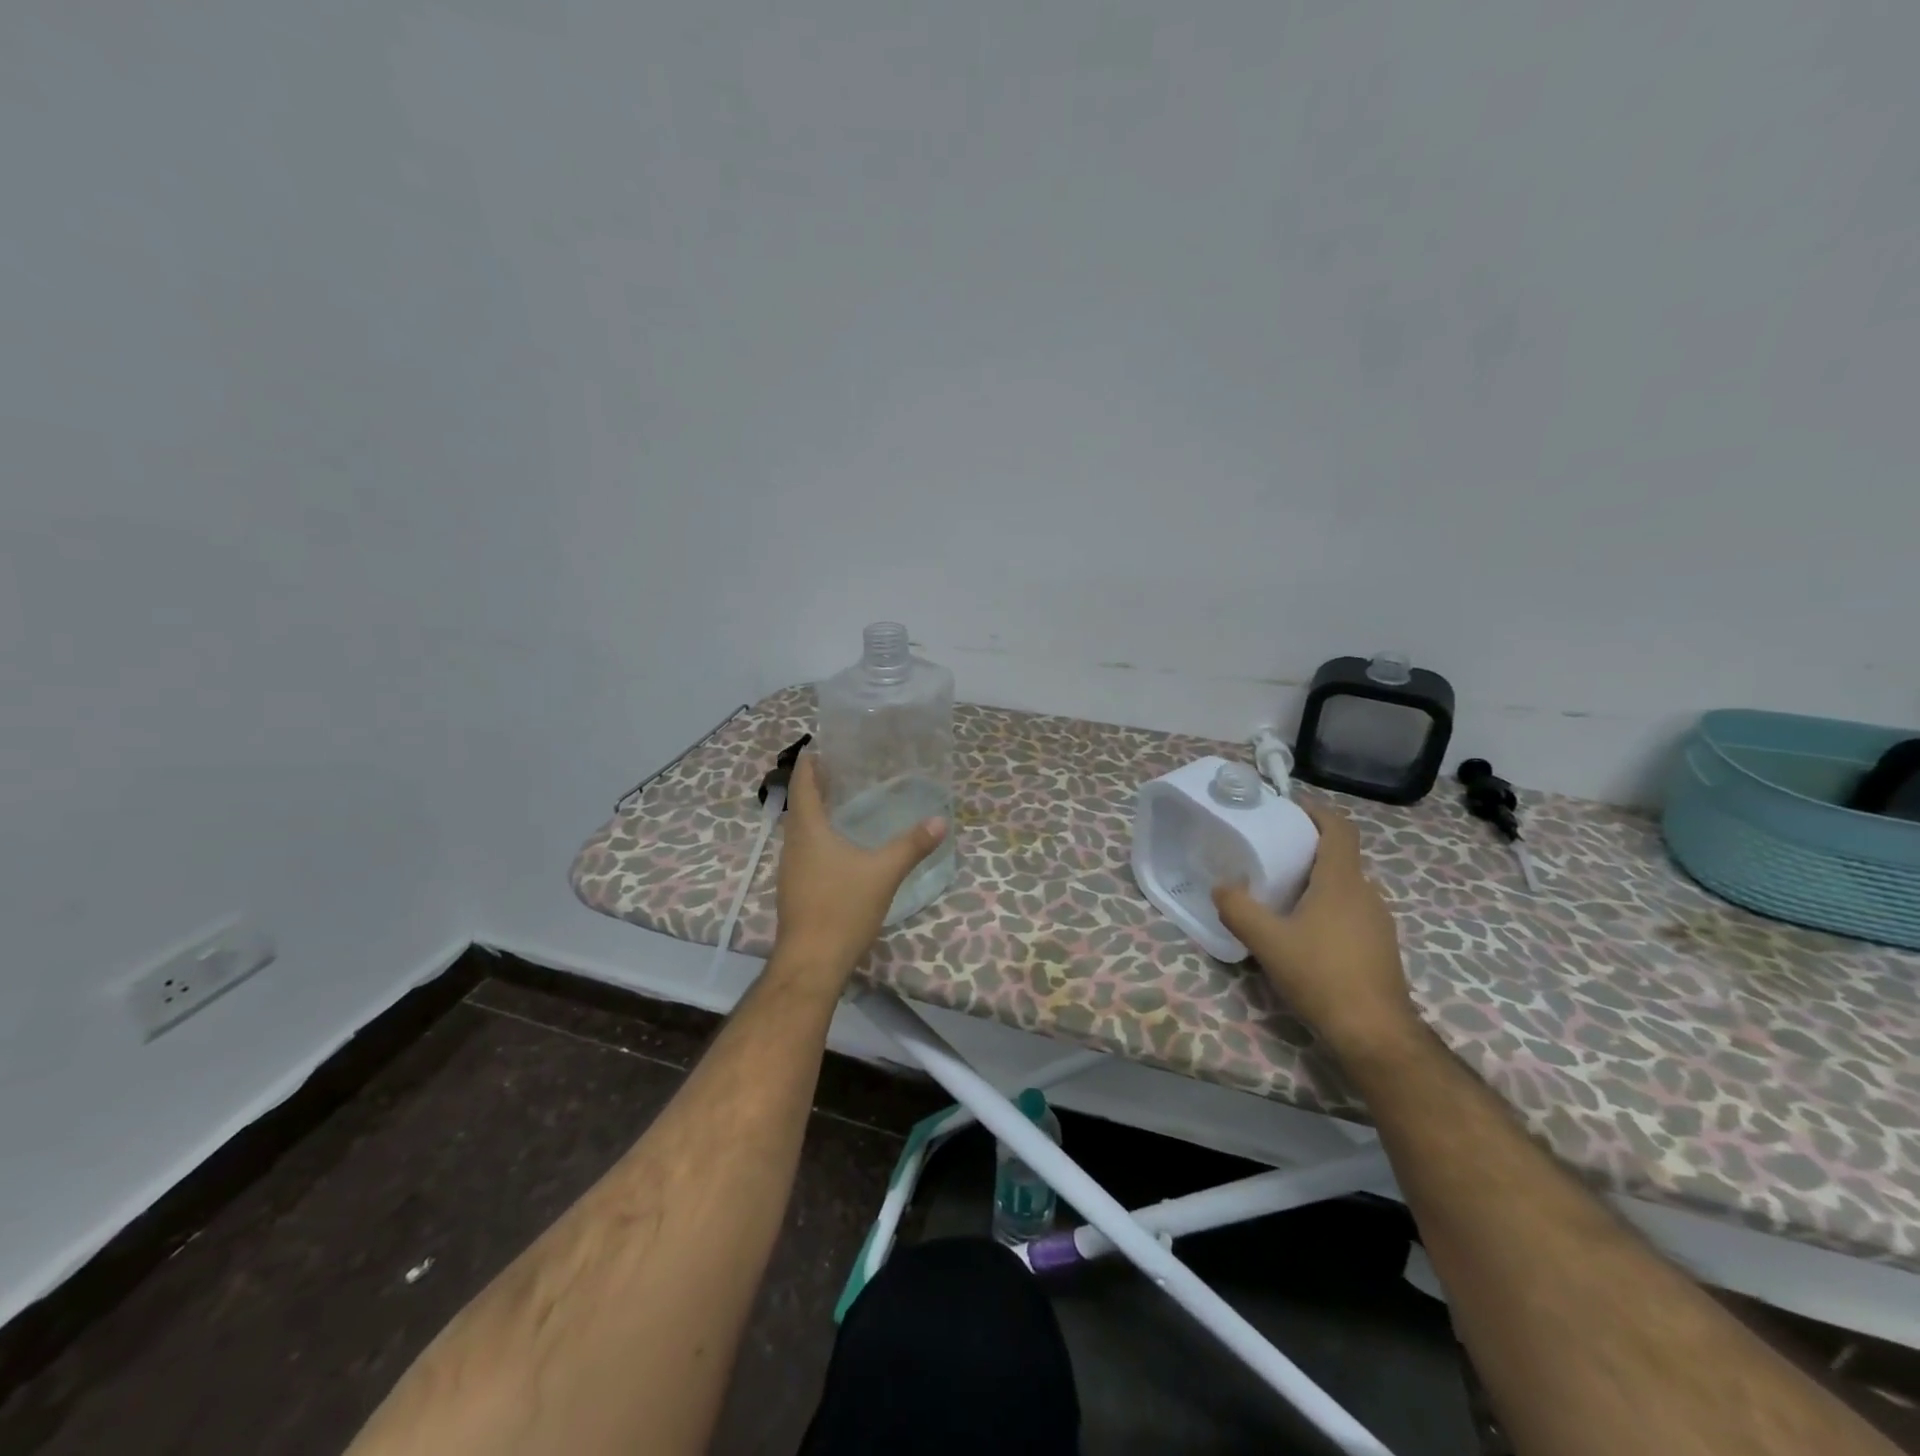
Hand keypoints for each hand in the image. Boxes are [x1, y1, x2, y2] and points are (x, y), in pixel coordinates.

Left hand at [772, 754, 947, 986]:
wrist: (811, 962)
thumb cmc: (842, 908)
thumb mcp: (883, 873)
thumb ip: (912, 845)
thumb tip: (940, 820)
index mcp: (807, 830)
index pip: (802, 784)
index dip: (809, 763)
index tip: (820, 746)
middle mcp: (792, 844)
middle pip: (799, 805)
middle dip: (816, 785)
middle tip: (843, 770)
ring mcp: (790, 869)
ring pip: (800, 830)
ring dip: (816, 812)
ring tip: (843, 802)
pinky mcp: (794, 889)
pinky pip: (804, 850)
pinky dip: (818, 837)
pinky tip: (839, 847)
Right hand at [1213, 805, 1420, 1061]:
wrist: (1375, 1034)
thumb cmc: (1322, 976)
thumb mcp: (1267, 941)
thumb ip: (1238, 908)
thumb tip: (1221, 886)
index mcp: (1341, 881)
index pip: (1338, 828)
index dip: (1316, 812)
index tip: (1287, 809)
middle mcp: (1366, 893)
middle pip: (1338, 856)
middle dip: (1306, 848)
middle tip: (1269, 854)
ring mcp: (1378, 922)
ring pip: (1343, 887)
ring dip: (1314, 881)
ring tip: (1279, 893)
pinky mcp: (1379, 948)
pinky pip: (1349, 911)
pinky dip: (1325, 907)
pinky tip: (1301, 932)